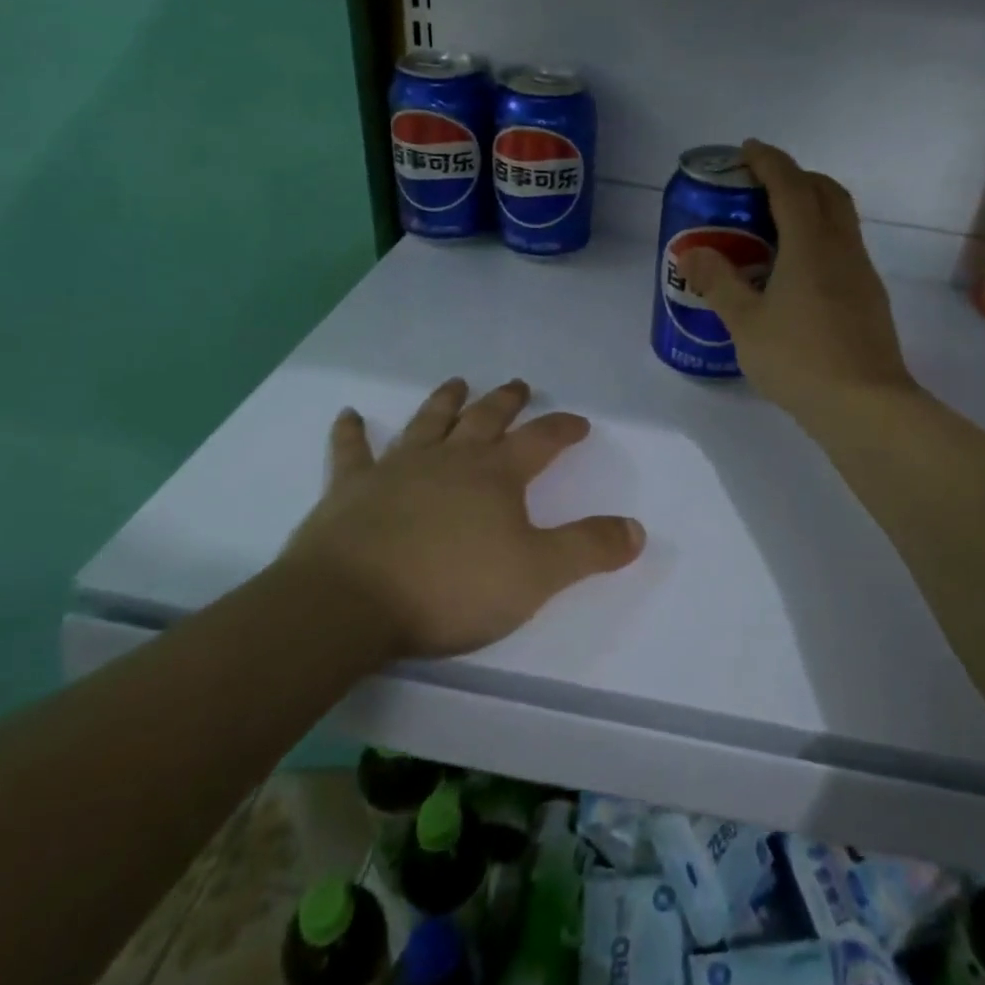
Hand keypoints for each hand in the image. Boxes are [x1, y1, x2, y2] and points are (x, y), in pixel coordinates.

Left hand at [285, 378, 644, 659]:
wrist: (351, 602)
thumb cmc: (451, 587)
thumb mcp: (537, 575)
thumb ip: (588, 549)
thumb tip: (637, 528)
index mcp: (496, 475)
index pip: (540, 440)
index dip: (563, 429)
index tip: (579, 422)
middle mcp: (450, 459)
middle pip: (484, 419)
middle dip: (506, 401)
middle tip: (518, 384)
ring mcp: (397, 468)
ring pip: (427, 423)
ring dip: (444, 401)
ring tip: (456, 382)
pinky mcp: (351, 489)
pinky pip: (352, 452)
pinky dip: (351, 432)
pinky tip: (348, 415)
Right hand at [677, 140, 916, 422]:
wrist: (865, 406)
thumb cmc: (799, 360)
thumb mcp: (745, 323)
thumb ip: (718, 283)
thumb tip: (692, 253)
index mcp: (810, 245)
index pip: (791, 184)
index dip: (768, 160)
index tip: (747, 150)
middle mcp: (842, 248)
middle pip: (826, 192)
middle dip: (795, 177)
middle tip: (761, 188)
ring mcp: (862, 273)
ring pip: (840, 220)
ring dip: (811, 208)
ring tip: (774, 230)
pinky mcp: (870, 298)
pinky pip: (844, 250)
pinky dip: (820, 240)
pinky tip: (796, 274)